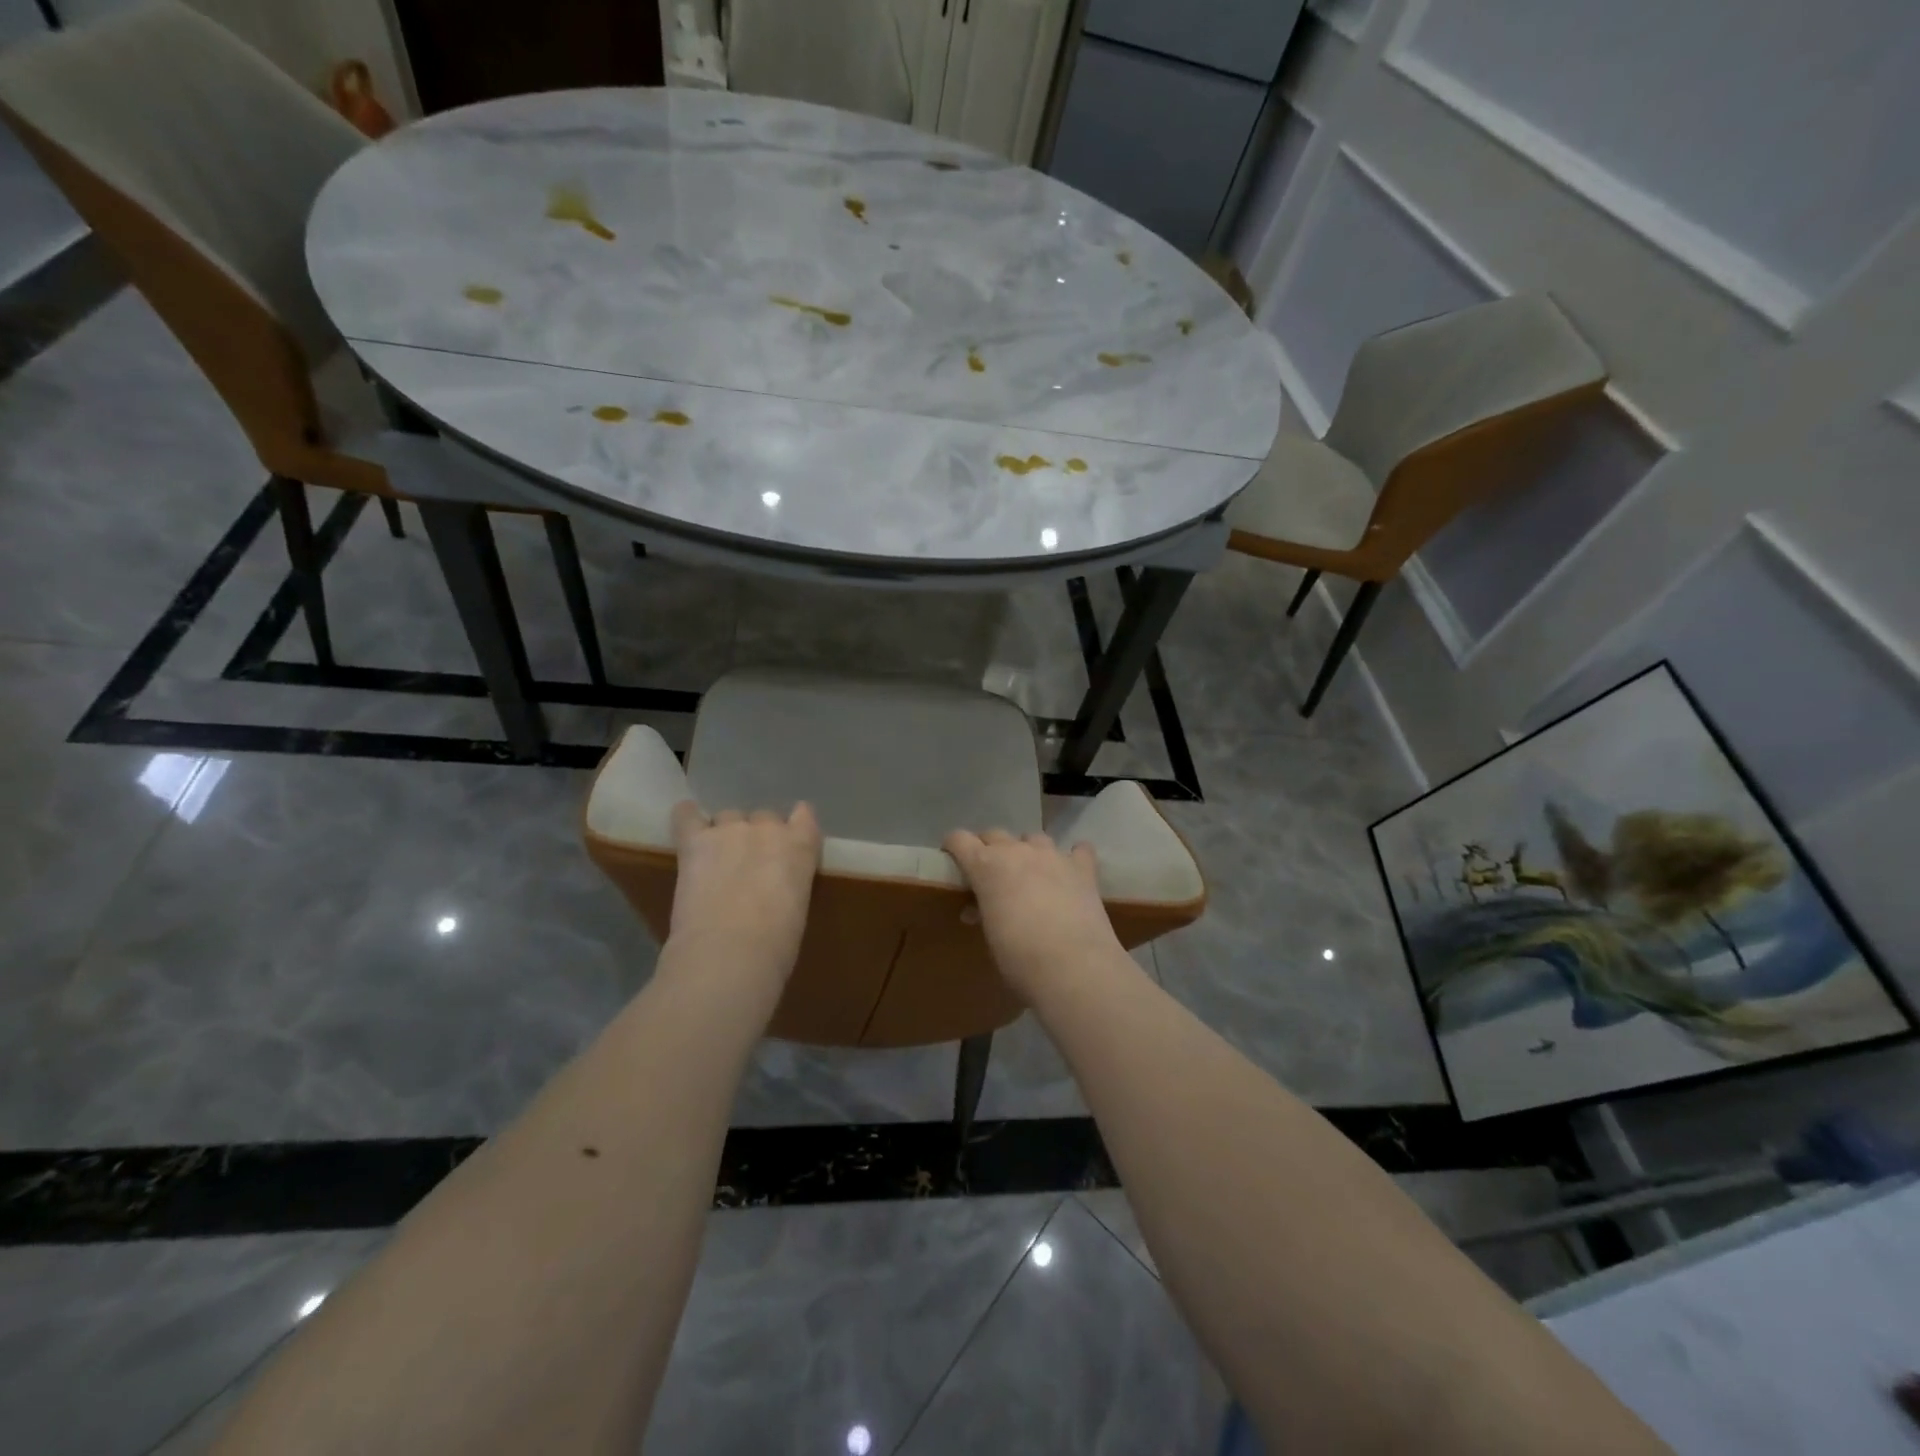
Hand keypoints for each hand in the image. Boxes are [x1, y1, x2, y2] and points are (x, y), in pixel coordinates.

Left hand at [668, 801, 821, 978]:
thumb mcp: (798, 908)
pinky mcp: (694, 841)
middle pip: (763, 817)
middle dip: (756, 837)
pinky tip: (687, 824)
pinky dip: (686, 817)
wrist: (731, 951)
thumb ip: (788, 885)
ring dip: (725, 834)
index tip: (789, 841)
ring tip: (717, 860)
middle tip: (749, 866)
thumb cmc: (776, 944)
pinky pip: (686, 816)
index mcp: (801, 846)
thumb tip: (771, 893)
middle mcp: (768, 828)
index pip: (804, 815)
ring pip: (727, 817)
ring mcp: (729, 831)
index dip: (794, 826)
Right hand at [943, 829, 1124, 998]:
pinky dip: (1073, 857)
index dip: (953, 847)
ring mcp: (1053, 855)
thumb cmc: (1020, 958)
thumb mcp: (990, 934)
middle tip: (991, 875)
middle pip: (996, 835)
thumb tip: (977, 910)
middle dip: (989, 849)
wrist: (1074, 968)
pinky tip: (1073, 871)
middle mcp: (1018, 851)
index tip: (952, 859)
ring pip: (1034, 838)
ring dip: (1028, 851)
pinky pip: (1078, 850)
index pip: (959, 839)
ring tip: (1031, 874)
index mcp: (986, 866)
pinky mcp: (1083, 868)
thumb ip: (983, 912)